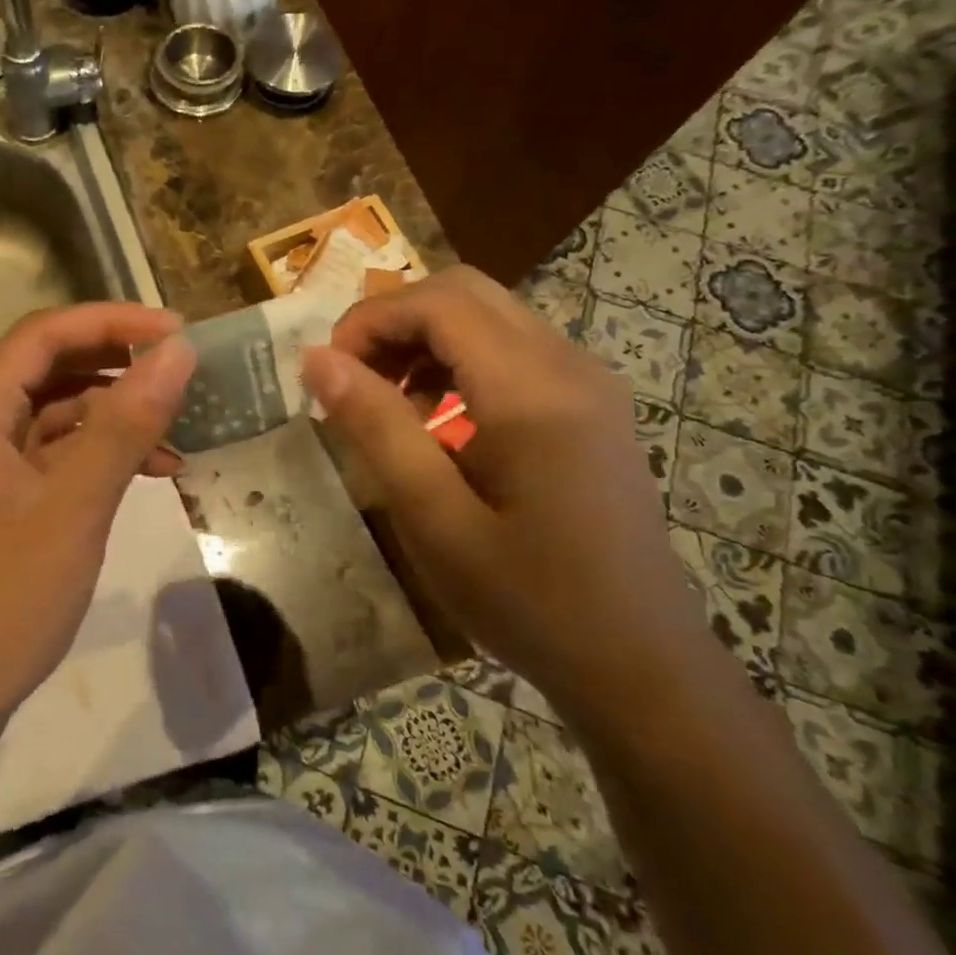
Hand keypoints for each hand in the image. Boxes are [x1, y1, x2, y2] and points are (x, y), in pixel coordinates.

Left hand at [0, 304, 195, 756]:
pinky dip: (93, 456)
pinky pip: (46, 456)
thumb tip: (177, 353)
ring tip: (178, 430)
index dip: (113, 323)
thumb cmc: (0, 605)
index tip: (178, 333)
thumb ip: (124, 425)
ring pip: (50, 413)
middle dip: (116, 365)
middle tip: (182, 373)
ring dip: (112, 415)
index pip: (42, 335)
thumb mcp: (73, 509)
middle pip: (45, 368)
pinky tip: (146, 472)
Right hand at [300, 266, 709, 726]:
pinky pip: (510, 350)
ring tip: (383, 403)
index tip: (327, 373)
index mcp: (533, 390)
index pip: (440, 302)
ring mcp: (587, 382)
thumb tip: (317, 358)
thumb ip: (376, 428)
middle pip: (465, 292)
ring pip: (488, 316)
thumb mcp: (434, 518)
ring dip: (423, 340)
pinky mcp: (589, 404)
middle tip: (352, 380)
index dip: (370, 320)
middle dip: (394, 321)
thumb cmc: (528, 598)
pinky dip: (456, 362)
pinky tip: (434, 420)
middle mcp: (569, 365)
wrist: (639, 662)